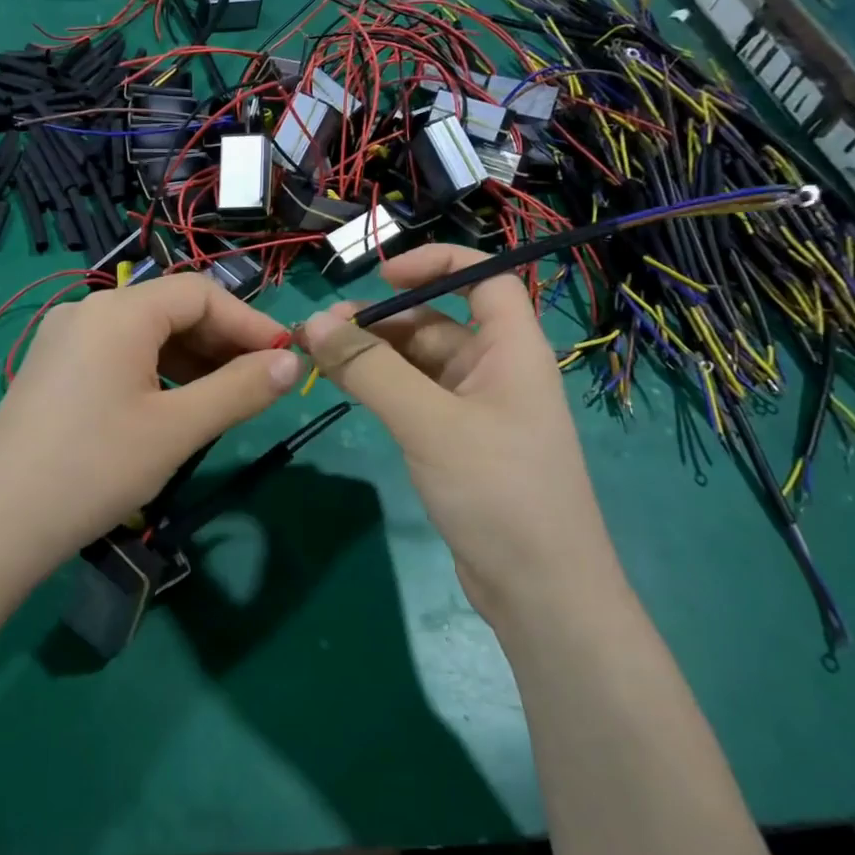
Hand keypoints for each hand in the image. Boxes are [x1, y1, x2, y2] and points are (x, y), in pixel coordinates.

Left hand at [0, 273, 301, 578]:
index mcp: (118, 313)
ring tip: (221, 400)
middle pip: (170, 309)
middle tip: (257, 383)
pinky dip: (155, 371)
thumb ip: (240, 390)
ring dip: (190, 359)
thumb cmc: (95, 470)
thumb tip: (290, 363)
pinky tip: (171, 406)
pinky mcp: (51, 368)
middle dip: (220, 342)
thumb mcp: (177, 430)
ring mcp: (63, 339)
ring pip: (144, 333)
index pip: (200, 294)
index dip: (249, 322)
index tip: (283, 359)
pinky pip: (117, 354)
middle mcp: (87, 311)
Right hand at [300, 244, 620, 621]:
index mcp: (511, 349)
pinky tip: (345, 388)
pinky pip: (414, 398)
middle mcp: (496, 370)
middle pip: (437, 322)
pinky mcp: (457, 443)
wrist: (540, 591)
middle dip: (381, 320)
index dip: (436, 264)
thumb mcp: (429, 422)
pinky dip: (380, 387)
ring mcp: (476, 410)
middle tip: (320, 332)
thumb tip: (314, 322)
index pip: (485, 277)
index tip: (380, 276)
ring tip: (319, 358)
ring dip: (373, 354)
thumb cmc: (498, 491)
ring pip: (418, 362)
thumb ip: (371, 370)